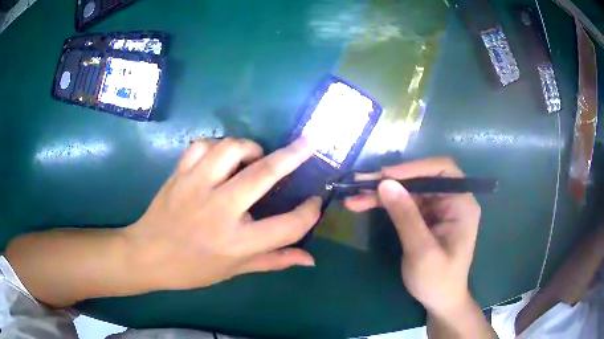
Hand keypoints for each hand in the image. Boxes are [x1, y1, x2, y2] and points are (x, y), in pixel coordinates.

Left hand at [124, 137, 320, 290]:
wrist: (147, 255)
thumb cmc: (193, 269)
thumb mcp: (235, 270)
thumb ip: (275, 260)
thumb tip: (310, 259)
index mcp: (237, 242)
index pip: (288, 226)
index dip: (309, 213)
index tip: (316, 202)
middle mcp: (219, 210)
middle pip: (264, 174)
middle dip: (293, 155)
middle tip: (309, 143)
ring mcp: (196, 187)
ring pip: (230, 149)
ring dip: (250, 148)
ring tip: (255, 158)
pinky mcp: (179, 174)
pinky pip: (202, 145)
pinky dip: (217, 146)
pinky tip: (221, 158)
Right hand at [344, 158, 480, 315]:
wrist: (439, 301)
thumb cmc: (437, 280)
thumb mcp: (422, 251)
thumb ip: (406, 217)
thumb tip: (385, 183)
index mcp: (462, 204)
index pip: (441, 170)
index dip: (414, 168)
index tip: (385, 176)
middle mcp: (451, 200)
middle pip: (421, 178)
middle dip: (390, 181)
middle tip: (359, 184)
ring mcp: (438, 208)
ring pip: (408, 189)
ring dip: (382, 192)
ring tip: (353, 196)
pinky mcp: (425, 217)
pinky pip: (404, 202)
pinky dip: (384, 203)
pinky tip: (363, 204)